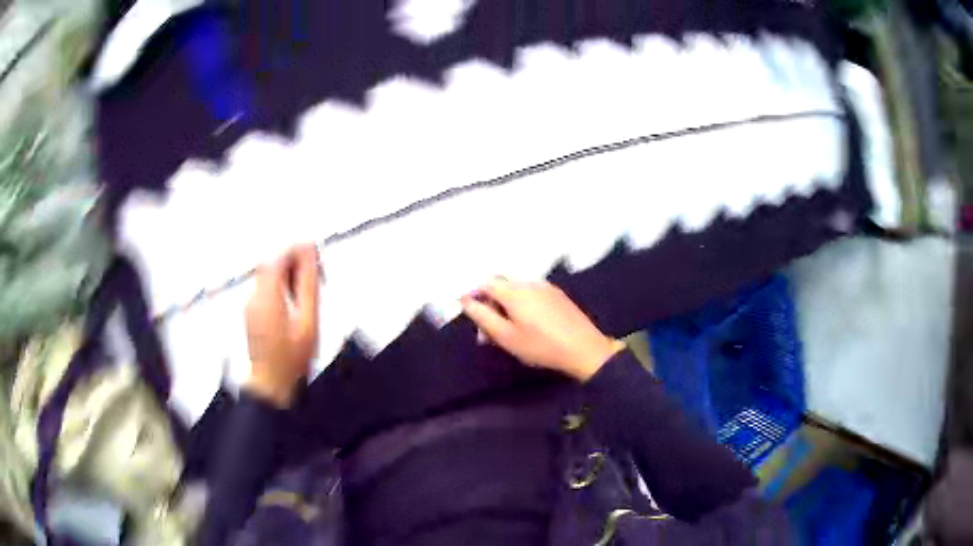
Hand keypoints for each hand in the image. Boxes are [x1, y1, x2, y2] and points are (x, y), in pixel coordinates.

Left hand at [244, 244, 319, 407]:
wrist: (271, 385)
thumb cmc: (291, 360)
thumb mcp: (308, 322)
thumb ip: (308, 285)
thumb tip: (309, 255)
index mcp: (267, 297)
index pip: (277, 258)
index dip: (296, 251)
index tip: (313, 254)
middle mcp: (254, 298)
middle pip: (271, 265)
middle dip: (293, 263)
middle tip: (314, 274)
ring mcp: (251, 307)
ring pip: (268, 277)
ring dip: (287, 276)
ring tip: (307, 291)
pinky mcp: (252, 314)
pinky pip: (265, 290)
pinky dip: (281, 288)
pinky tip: (295, 304)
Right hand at [460, 278, 624, 381]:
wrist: (584, 349)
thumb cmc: (541, 346)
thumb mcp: (506, 337)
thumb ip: (483, 317)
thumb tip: (466, 301)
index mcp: (514, 291)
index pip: (485, 283)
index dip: (473, 295)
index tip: (470, 314)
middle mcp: (529, 282)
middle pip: (501, 285)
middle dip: (490, 303)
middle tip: (488, 331)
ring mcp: (545, 286)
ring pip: (516, 290)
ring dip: (505, 305)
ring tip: (507, 331)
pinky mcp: (557, 294)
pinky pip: (531, 293)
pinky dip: (521, 305)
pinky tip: (526, 325)